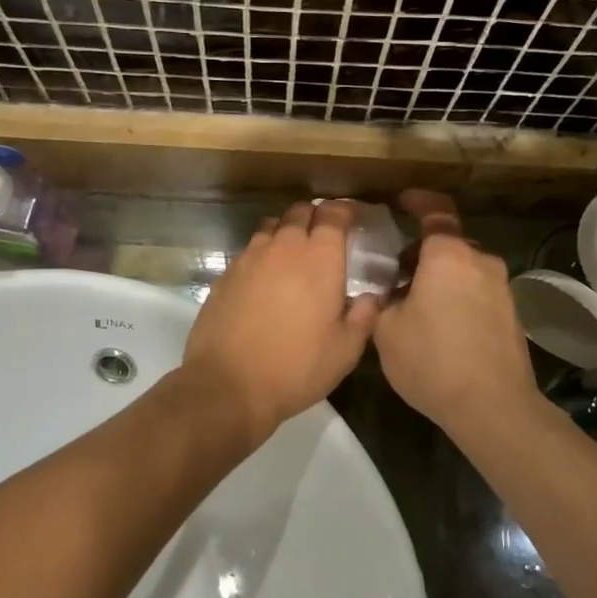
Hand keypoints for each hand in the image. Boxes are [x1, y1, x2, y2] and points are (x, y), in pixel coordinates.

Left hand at [182, 201, 378, 445]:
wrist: (228, 385)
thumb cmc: (296, 368)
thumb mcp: (345, 351)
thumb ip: (364, 317)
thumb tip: (371, 297)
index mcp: (320, 259)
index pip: (333, 214)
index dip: (344, 211)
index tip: (352, 218)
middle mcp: (284, 247)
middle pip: (300, 212)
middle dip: (315, 216)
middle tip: (324, 235)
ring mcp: (250, 258)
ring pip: (272, 227)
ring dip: (286, 232)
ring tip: (293, 253)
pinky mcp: (225, 274)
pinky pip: (249, 250)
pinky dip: (262, 254)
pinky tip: (265, 278)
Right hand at [372, 191, 543, 440]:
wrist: (493, 406)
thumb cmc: (432, 360)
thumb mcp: (386, 330)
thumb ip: (383, 299)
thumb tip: (389, 290)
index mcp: (448, 255)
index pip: (435, 211)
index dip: (418, 201)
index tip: (401, 202)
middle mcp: (480, 261)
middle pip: (448, 244)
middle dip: (421, 253)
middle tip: (395, 276)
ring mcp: (501, 288)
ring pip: (464, 269)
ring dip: (440, 278)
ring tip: (414, 307)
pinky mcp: (512, 314)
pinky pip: (478, 291)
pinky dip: (458, 296)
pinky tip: (441, 328)